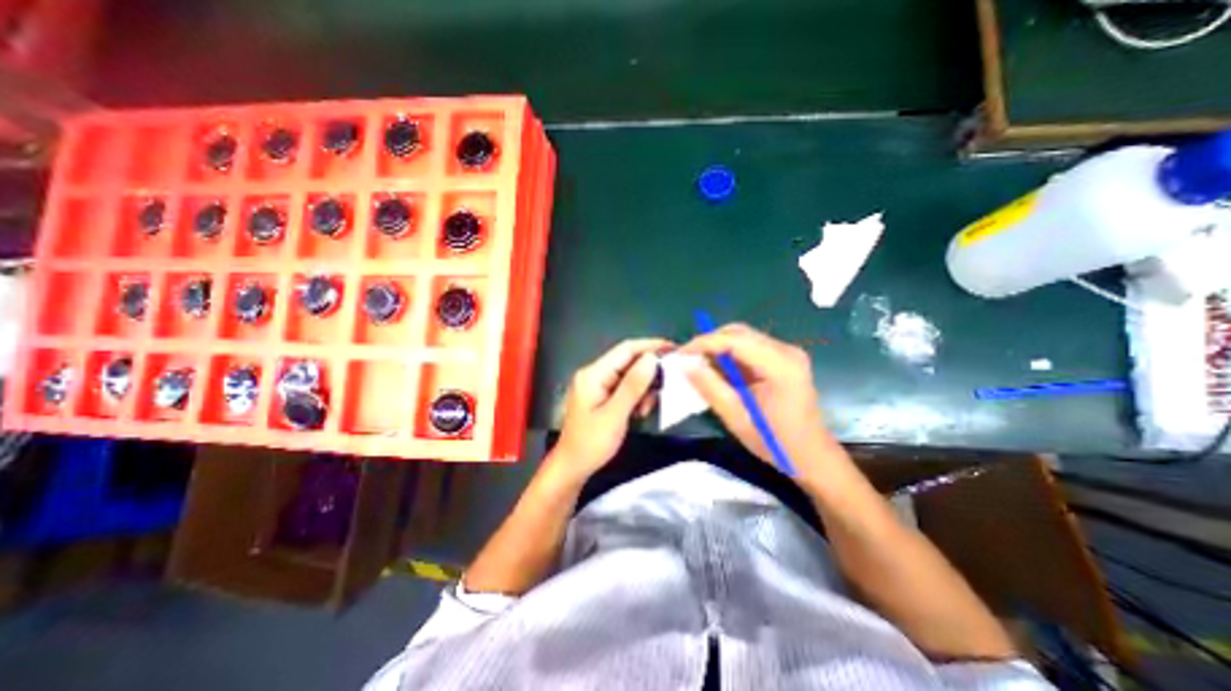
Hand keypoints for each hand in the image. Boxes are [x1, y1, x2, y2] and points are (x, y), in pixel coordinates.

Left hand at [554, 337, 670, 480]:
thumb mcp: (614, 415)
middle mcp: (595, 374)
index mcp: (593, 374)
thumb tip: (651, 358)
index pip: (625, 349)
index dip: (650, 346)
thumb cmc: (591, 444)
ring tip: (647, 407)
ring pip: (629, 375)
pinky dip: (636, 396)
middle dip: (649, 371)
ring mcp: (598, 385)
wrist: (572, 467)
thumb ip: (633, 386)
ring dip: (643, 388)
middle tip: (669, 383)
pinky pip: (625, 388)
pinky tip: (640, 411)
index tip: (674, 349)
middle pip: (628, 361)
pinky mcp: (602, 395)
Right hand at [678, 320, 841, 479]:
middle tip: (688, 359)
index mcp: (780, 366)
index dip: (704, 343)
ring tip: (700, 365)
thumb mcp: (736, 418)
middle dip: (710, 343)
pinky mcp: (784, 359)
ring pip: (743, 338)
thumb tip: (685, 365)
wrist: (812, 456)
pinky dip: (730, 355)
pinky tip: (720, 371)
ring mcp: (787, 353)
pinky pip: (750, 348)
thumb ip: (710, 388)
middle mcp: (787, 351)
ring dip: (719, 348)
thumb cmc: (775, 441)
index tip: (680, 353)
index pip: (735, 340)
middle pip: (739, 333)